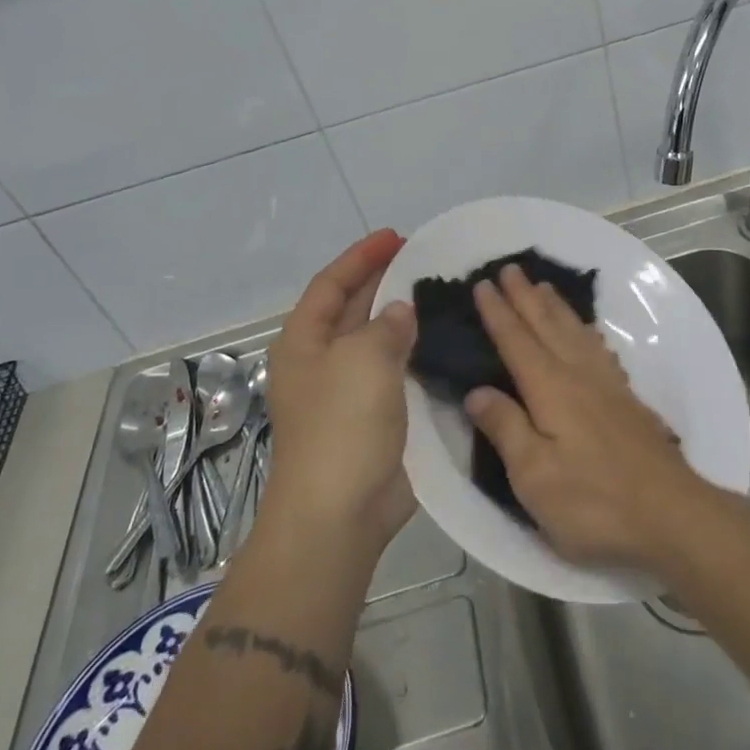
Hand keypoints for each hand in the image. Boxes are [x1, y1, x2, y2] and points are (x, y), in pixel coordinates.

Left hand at [262, 230, 417, 550]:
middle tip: (425, 260)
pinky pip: (396, 372)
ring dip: (404, 318)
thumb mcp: (363, 359)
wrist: (340, 512)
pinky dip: (416, 353)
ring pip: (378, 341)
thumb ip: (387, 325)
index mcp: (304, 341)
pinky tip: (444, 342)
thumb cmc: (342, 425)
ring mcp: (348, 392)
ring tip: (441, 295)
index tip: (396, 236)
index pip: (331, 284)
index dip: (361, 257)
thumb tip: (401, 312)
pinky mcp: (374, 418)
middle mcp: (323, 361)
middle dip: (384, 282)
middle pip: (353, 308)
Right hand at [464, 264, 710, 571]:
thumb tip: (476, 391)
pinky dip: (585, 331)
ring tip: (544, 287)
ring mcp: (607, 385)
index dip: (497, 313)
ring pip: (575, 332)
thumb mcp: (534, 476)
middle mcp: (578, 375)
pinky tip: (586, 334)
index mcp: (550, 388)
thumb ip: (506, 428)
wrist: (670, 514)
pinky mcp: (627, 400)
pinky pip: (599, 348)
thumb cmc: (593, 501)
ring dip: (555, 307)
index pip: (516, 341)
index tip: (482, 284)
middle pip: (547, 325)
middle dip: (525, 296)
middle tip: (510, 268)